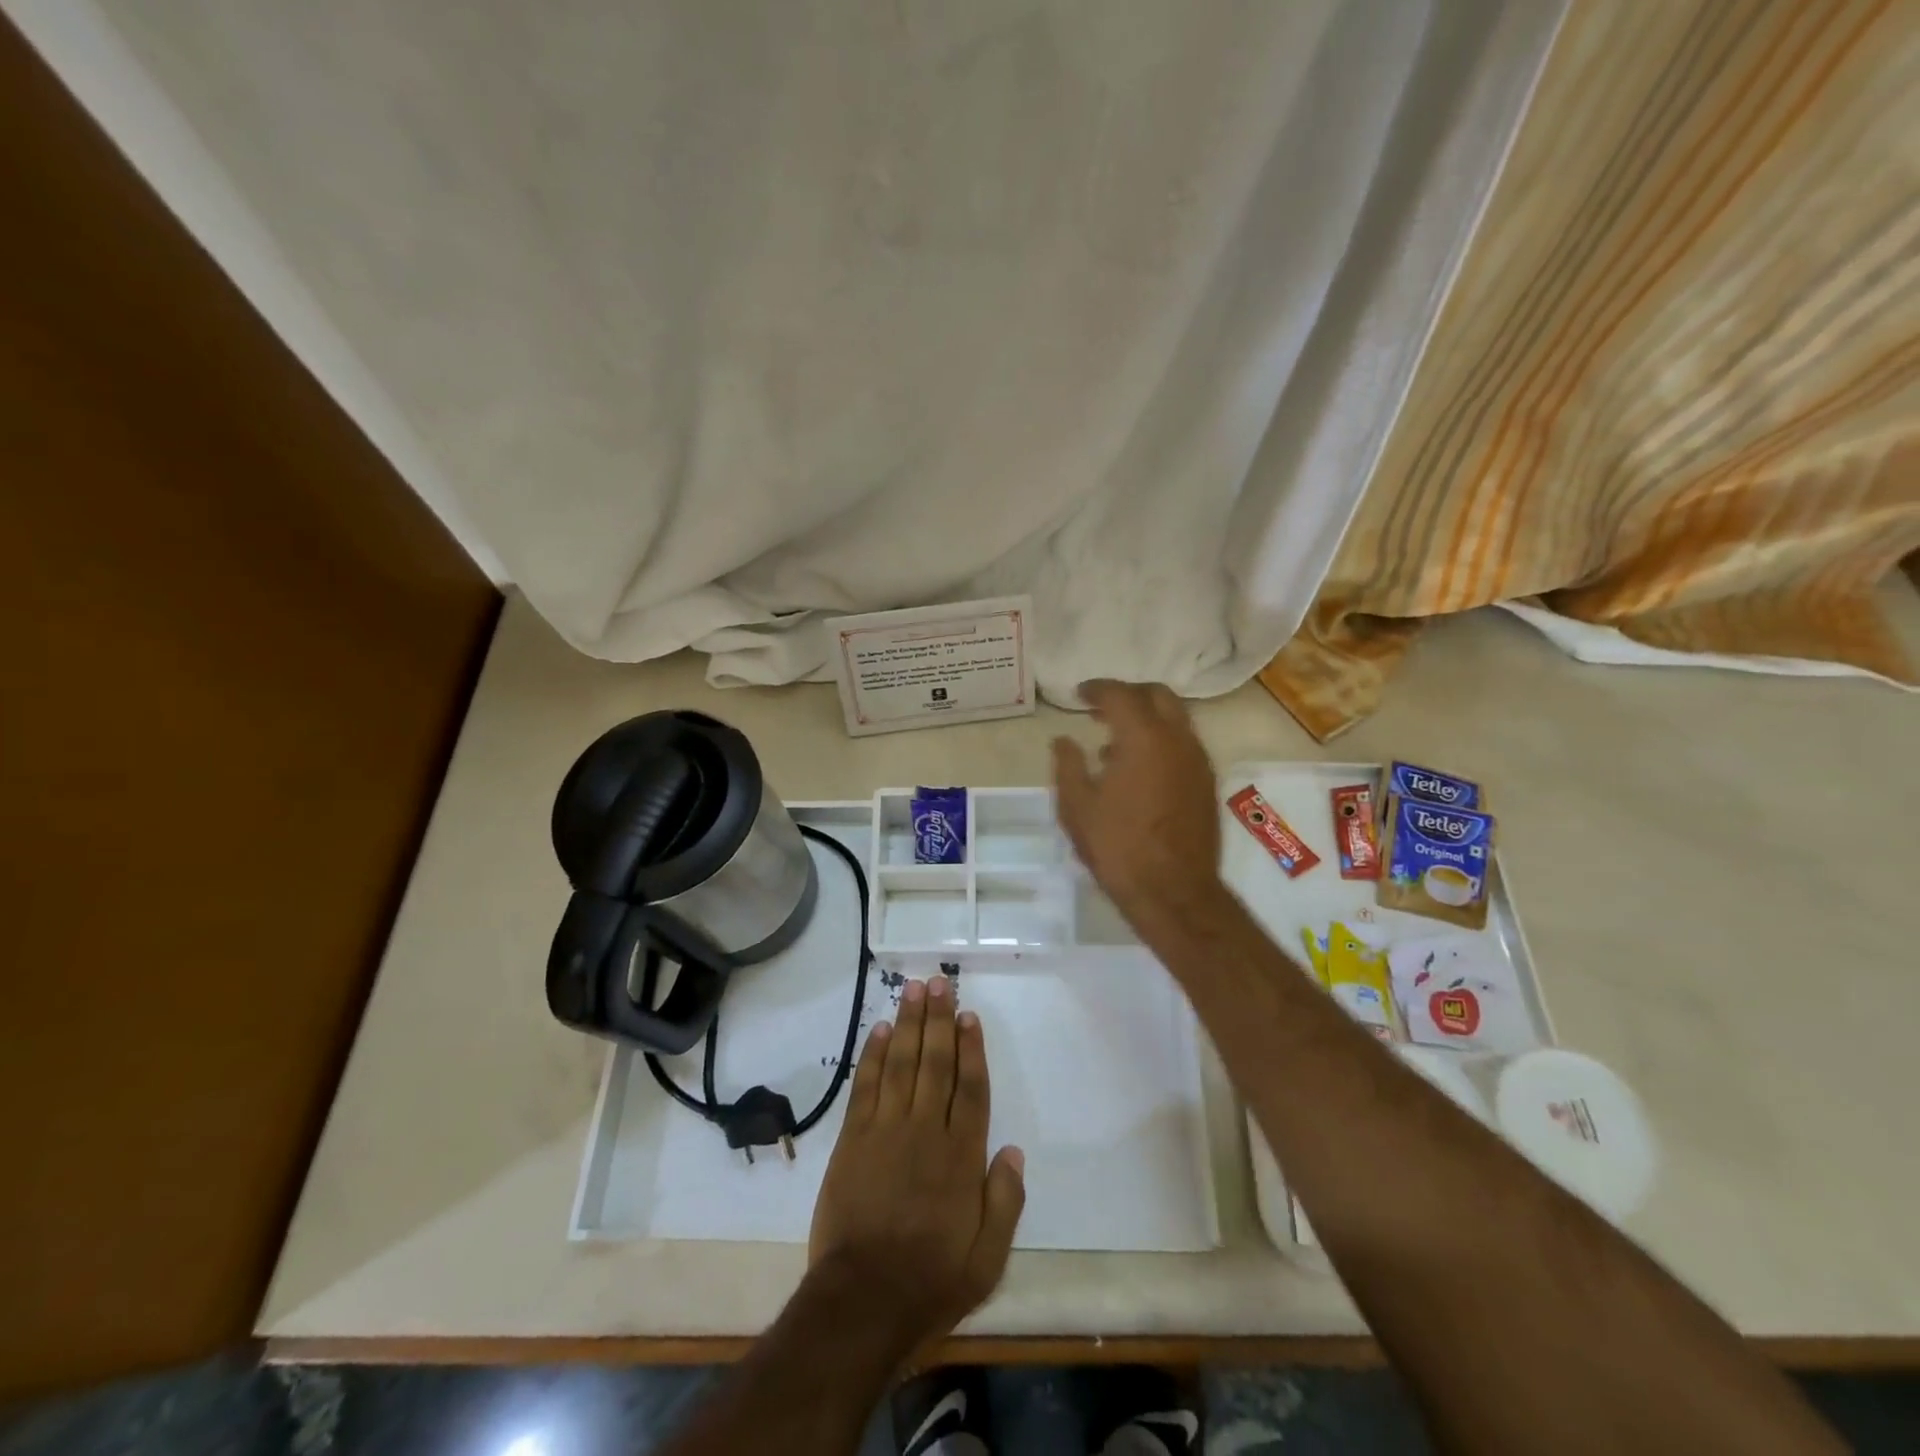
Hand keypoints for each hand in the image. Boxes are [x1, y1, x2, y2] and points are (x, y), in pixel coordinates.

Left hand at [808, 976, 1025, 1355]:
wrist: (862, 1300)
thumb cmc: (931, 1279)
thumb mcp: (988, 1257)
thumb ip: (1005, 1201)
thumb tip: (1014, 1151)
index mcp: (960, 1155)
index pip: (970, 1088)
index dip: (971, 1048)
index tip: (968, 1015)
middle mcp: (925, 1130)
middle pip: (935, 1062)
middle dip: (938, 1020)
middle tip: (938, 982)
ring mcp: (886, 1130)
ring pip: (900, 1063)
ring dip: (907, 1023)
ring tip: (912, 989)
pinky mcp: (853, 1138)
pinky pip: (865, 1085)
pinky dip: (872, 1055)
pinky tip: (879, 1029)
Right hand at [1052, 678, 1224, 921]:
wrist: (1173, 892)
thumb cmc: (1118, 847)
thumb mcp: (1077, 807)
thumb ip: (1068, 765)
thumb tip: (1063, 740)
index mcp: (1144, 738)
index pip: (1121, 695)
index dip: (1097, 689)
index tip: (1079, 695)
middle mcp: (1178, 740)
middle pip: (1159, 696)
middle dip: (1129, 694)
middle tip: (1101, 708)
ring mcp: (1198, 761)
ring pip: (1176, 719)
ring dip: (1147, 718)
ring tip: (1113, 741)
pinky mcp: (1206, 783)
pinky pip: (1184, 744)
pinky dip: (1161, 740)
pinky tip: (1137, 769)